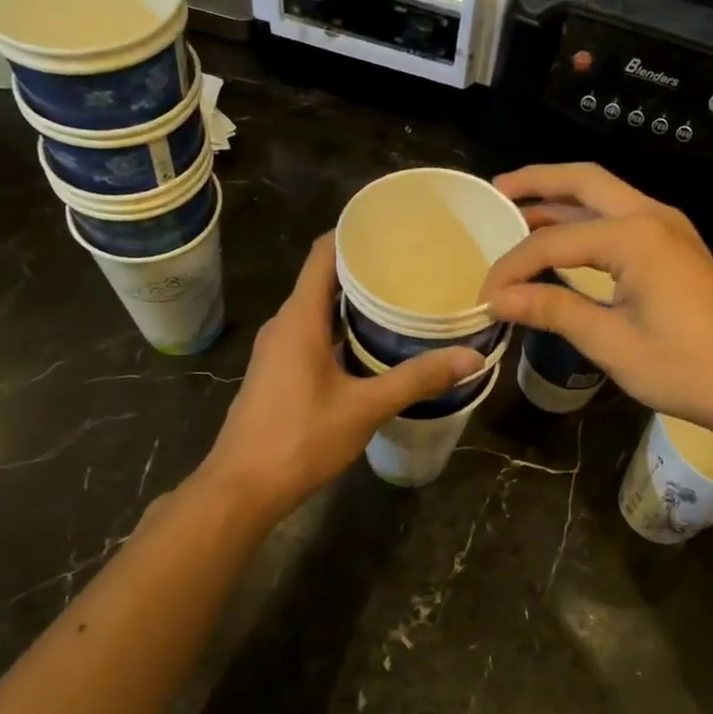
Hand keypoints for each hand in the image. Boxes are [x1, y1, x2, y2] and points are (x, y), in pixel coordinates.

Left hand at [203, 235, 483, 515]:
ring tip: (401, 297)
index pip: (323, 253)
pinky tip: (372, 342)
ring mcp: (278, 349)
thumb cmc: (299, 439)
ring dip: (353, 301)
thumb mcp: (364, 408)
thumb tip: (470, 357)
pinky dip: (341, 327)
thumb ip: (417, 379)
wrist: (242, 488)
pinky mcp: (279, 372)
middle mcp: (284, 324)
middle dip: (364, 267)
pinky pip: (312, 333)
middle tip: (412, 263)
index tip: (393, 224)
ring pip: (318, 309)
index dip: (353, 231)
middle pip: (323, 278)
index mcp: (299, 319)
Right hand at [482, 163, 712, 439]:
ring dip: (562, 199)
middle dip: (537, 182)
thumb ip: (553, 310)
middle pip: (584, 181)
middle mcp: (651, 216)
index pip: (553, 241)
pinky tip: (564, 240)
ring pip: (604, 196)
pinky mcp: (675, 248)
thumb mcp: (611, 342)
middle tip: (496, 191)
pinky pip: (620, 218)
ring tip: (518, 209)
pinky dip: (586, 220)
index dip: (512, 266)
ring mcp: (669, 228)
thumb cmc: (686, 367)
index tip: (485, 296)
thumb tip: (499, 300)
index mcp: (634, 236)